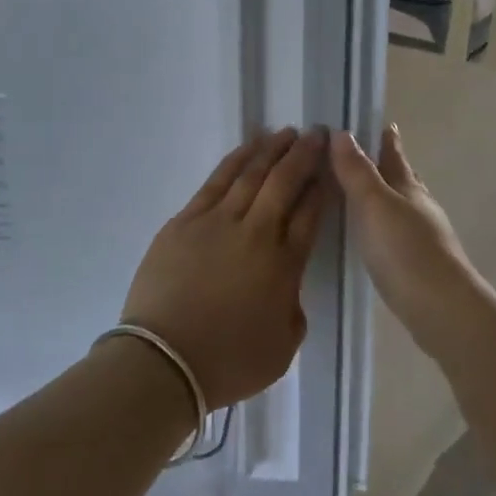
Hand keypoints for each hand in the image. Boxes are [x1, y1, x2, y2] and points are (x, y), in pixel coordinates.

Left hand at [120, 128, 328, 408]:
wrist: (165, 360)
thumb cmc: (228, 362)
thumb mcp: (282, 348)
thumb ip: (293, 309)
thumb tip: (287, 287)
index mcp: (284, 264)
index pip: (310, 214)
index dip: (321, 188)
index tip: (330, 167)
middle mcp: (256, 233)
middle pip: (285, 183)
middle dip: (304, 156)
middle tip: (317, 133)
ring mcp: (218, 221)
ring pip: (251, 174)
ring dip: (272, 150)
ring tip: (287, 132)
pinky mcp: (186, 220)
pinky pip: (217, 181)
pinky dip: (236, 159)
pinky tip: (249, 147)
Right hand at [330, 126, 480, 337]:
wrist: (441, 309)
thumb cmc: (406, 250)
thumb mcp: (374, 204)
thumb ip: (357, 171)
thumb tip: (341, 132)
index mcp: (408, 187)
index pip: (395, 154)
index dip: (386, 138)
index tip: (380, 122)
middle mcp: (418, 207)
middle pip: (402, 178)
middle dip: (386, 165)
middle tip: (365, 154)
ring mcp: (422, 237)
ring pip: (400, 206)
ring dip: (383, 196)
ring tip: (362, 193)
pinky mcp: (417, 265)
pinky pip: (395, 233)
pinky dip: (382, 226)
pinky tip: (371, 236)